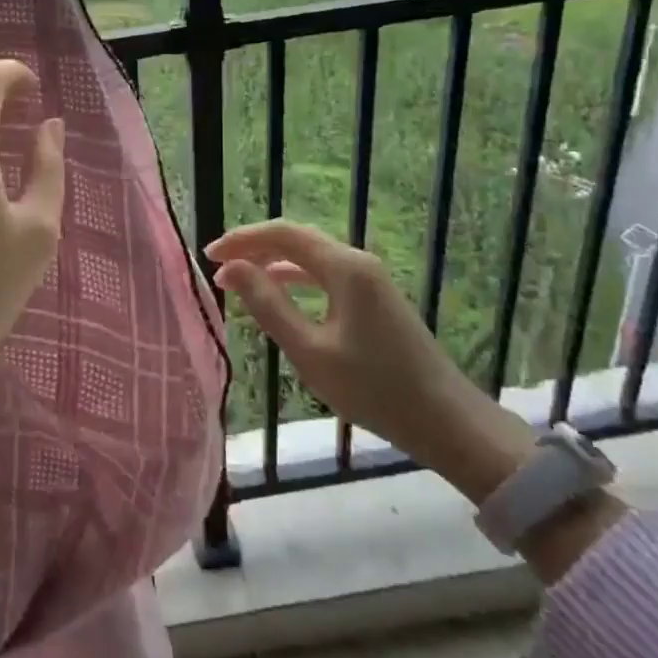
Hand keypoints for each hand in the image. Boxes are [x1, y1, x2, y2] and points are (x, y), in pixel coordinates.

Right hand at [206, 220, 533, 498]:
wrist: (447, 422)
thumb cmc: (374, 388)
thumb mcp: (310, 351)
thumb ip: (268, 304)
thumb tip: (232, 269)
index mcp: (344, 268)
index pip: (283, 234)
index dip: (242, 240)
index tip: (209, 256)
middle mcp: (358, 262)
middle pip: (296, 240)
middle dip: (254, 248)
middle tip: (219, 268)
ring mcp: (370, 279)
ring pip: (311, 257)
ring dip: (273, 263)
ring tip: (239, 281)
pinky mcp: (376, 298)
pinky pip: (326, 275)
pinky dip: (295, 279)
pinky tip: (279, 295)